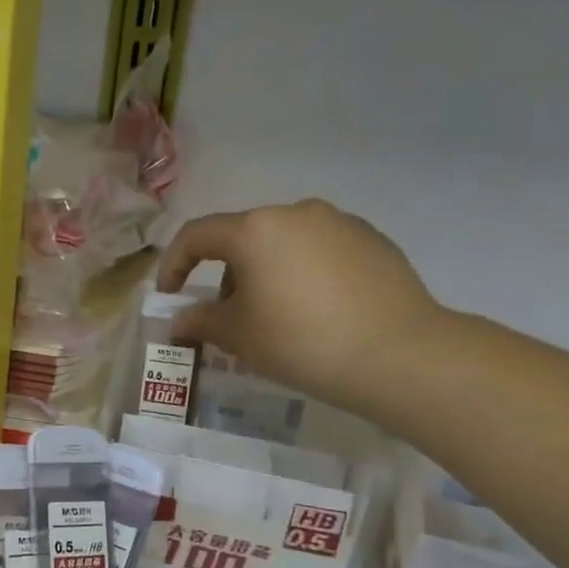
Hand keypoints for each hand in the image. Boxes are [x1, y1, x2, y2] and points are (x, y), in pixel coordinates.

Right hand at [157, 200, 439, 411]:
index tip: (170, 297)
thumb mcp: (237, 336)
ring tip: (276, 318)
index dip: (173, 265)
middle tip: (229, 318)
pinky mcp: (373, 241)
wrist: (398, 355)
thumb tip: (180, 320)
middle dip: (226, 276)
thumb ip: (200, 321)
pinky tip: (317, 313)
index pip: (197, 236)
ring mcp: (340, 223)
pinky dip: (304, 275)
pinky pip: (320, 253)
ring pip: (284, 244)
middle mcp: (296, 213)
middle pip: (243, 238)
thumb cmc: (299, 340)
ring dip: (266, 274)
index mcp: (256, 229)